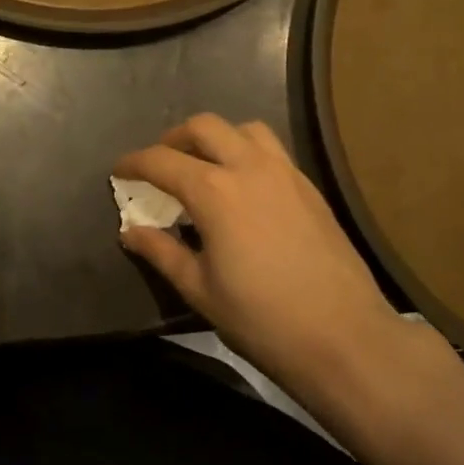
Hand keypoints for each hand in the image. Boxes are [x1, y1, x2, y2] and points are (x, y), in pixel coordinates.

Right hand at [114, 114, 421, 395]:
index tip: (119, 170)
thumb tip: (129, 232)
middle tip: (160, 165)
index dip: (134, 162)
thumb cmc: (261, 319)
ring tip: (204, 167)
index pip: (162, 161)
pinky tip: (244, 188)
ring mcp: (286, 173)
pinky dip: (247, 152)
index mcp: (215, 192)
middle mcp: (250, 168)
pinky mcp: (310, 187)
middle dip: (173, 139)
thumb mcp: (199, 289)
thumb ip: (161, 252)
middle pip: (204, 127)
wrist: (344, 337)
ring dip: (216, 138)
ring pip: (245, 129)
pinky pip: (272, 150)